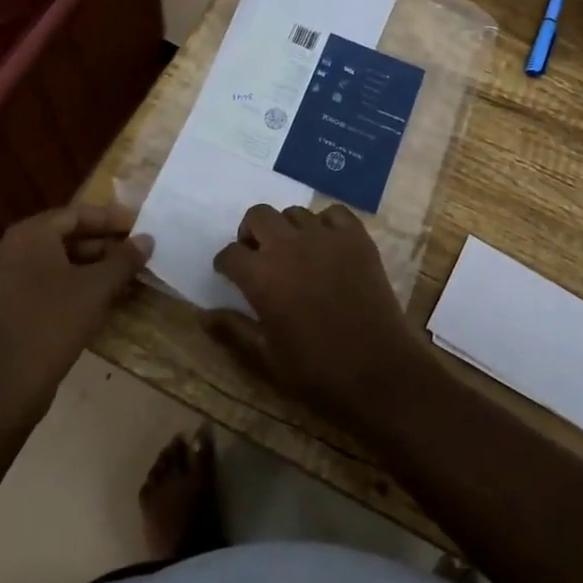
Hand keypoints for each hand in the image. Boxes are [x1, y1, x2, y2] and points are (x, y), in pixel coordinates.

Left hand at [0, 204, 153, 408]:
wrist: (4, 387)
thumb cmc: (53, 323)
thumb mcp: (97, 288)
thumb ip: (124, 259)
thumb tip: (147, 239)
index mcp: (29, 236)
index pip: (76, 215)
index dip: (111, 219)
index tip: (139, 227)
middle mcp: (11, 251)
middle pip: (65, 237)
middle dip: (103, 244)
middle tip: (135, 253)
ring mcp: (5, 281)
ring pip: (56, 263)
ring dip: (91, 267)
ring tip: (124, 277)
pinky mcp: (6, 308)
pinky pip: (44, 284)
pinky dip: (72, 285)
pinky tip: (99, 300)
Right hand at [203, 204, 433, 433]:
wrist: (378, 370)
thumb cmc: (316, 370)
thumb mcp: (266, 356)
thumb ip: (233, 329)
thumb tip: (203, 314)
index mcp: (261, 275)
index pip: (230, 254)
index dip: (226, 263)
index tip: (229, 273)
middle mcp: (289, 245)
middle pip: (258, 215)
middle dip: (251, 232)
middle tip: (258, 254)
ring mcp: (326, 237)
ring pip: (295, 213)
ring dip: (287, 229)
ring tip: (294, 252)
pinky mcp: (356, 237)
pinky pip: (334, 213)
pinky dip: (325, 224)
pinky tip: (326, 245)